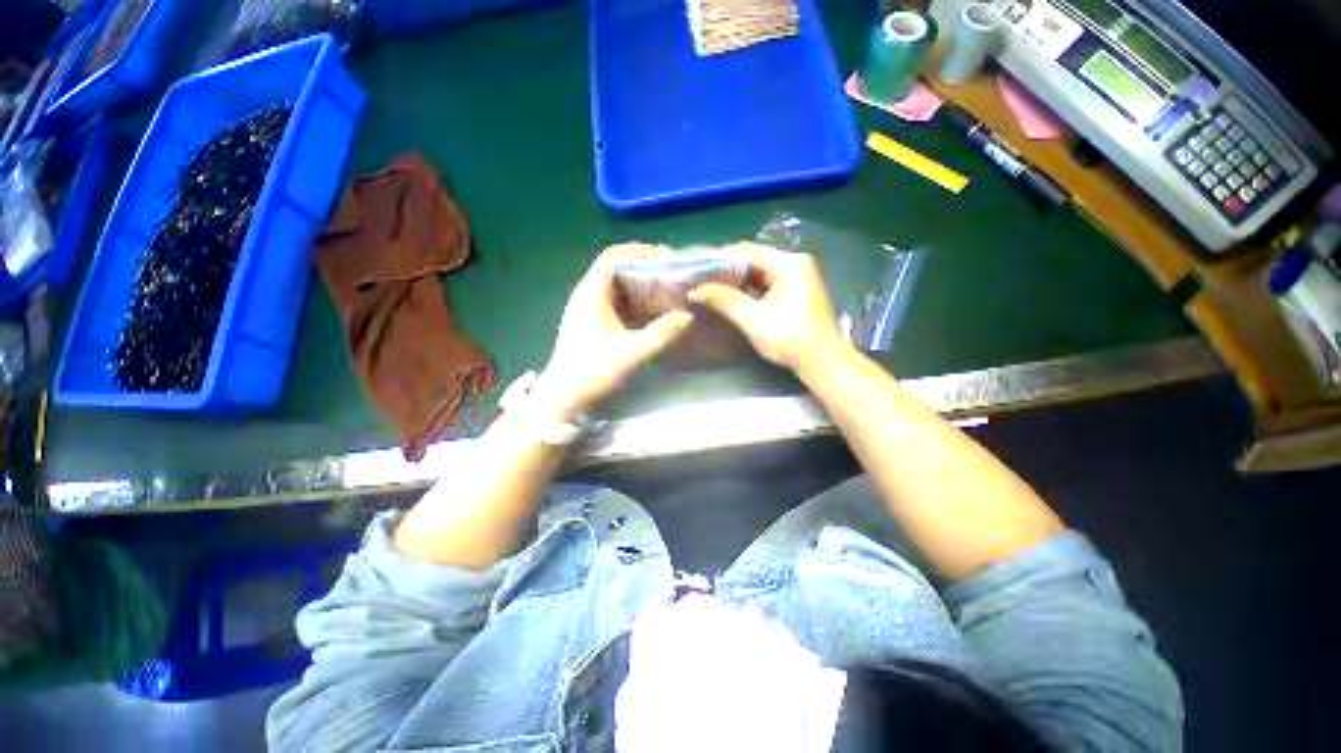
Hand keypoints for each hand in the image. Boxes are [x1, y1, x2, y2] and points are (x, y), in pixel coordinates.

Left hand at [538, 244, 693, 415]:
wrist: (563, 397)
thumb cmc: (592, 372)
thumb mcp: (630, 353)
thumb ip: (660, 334)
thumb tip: (688, 317)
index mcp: (591, 294)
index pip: (613, 257)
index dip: (638, 251)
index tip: (665, 257)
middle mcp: (587, 295)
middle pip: (616, 269)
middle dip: (643, 269)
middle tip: (671, 275)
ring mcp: (587, 309)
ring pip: (616, 287)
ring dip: (639, 286)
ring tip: (666, 291)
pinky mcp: (591, 322)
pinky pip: (615, 302)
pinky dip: (634, 302)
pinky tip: (652, 311)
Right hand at [688, 242, 844, 374]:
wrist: (822, 362)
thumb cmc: (788, 337)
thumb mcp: (751, 318)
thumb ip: (722, 300)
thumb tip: (695, 291)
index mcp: (788, 262)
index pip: (746, 251)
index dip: (720, 262)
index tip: (699, 274)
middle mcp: (796, 264)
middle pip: (754, 260)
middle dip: (729, 274)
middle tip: (704, 286)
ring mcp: (800, 278)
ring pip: (761, 274)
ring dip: (739, 284)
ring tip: (714, 293)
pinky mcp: (799, 293)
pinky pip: (769, 285)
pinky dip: (752, 292)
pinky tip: (735, 301)